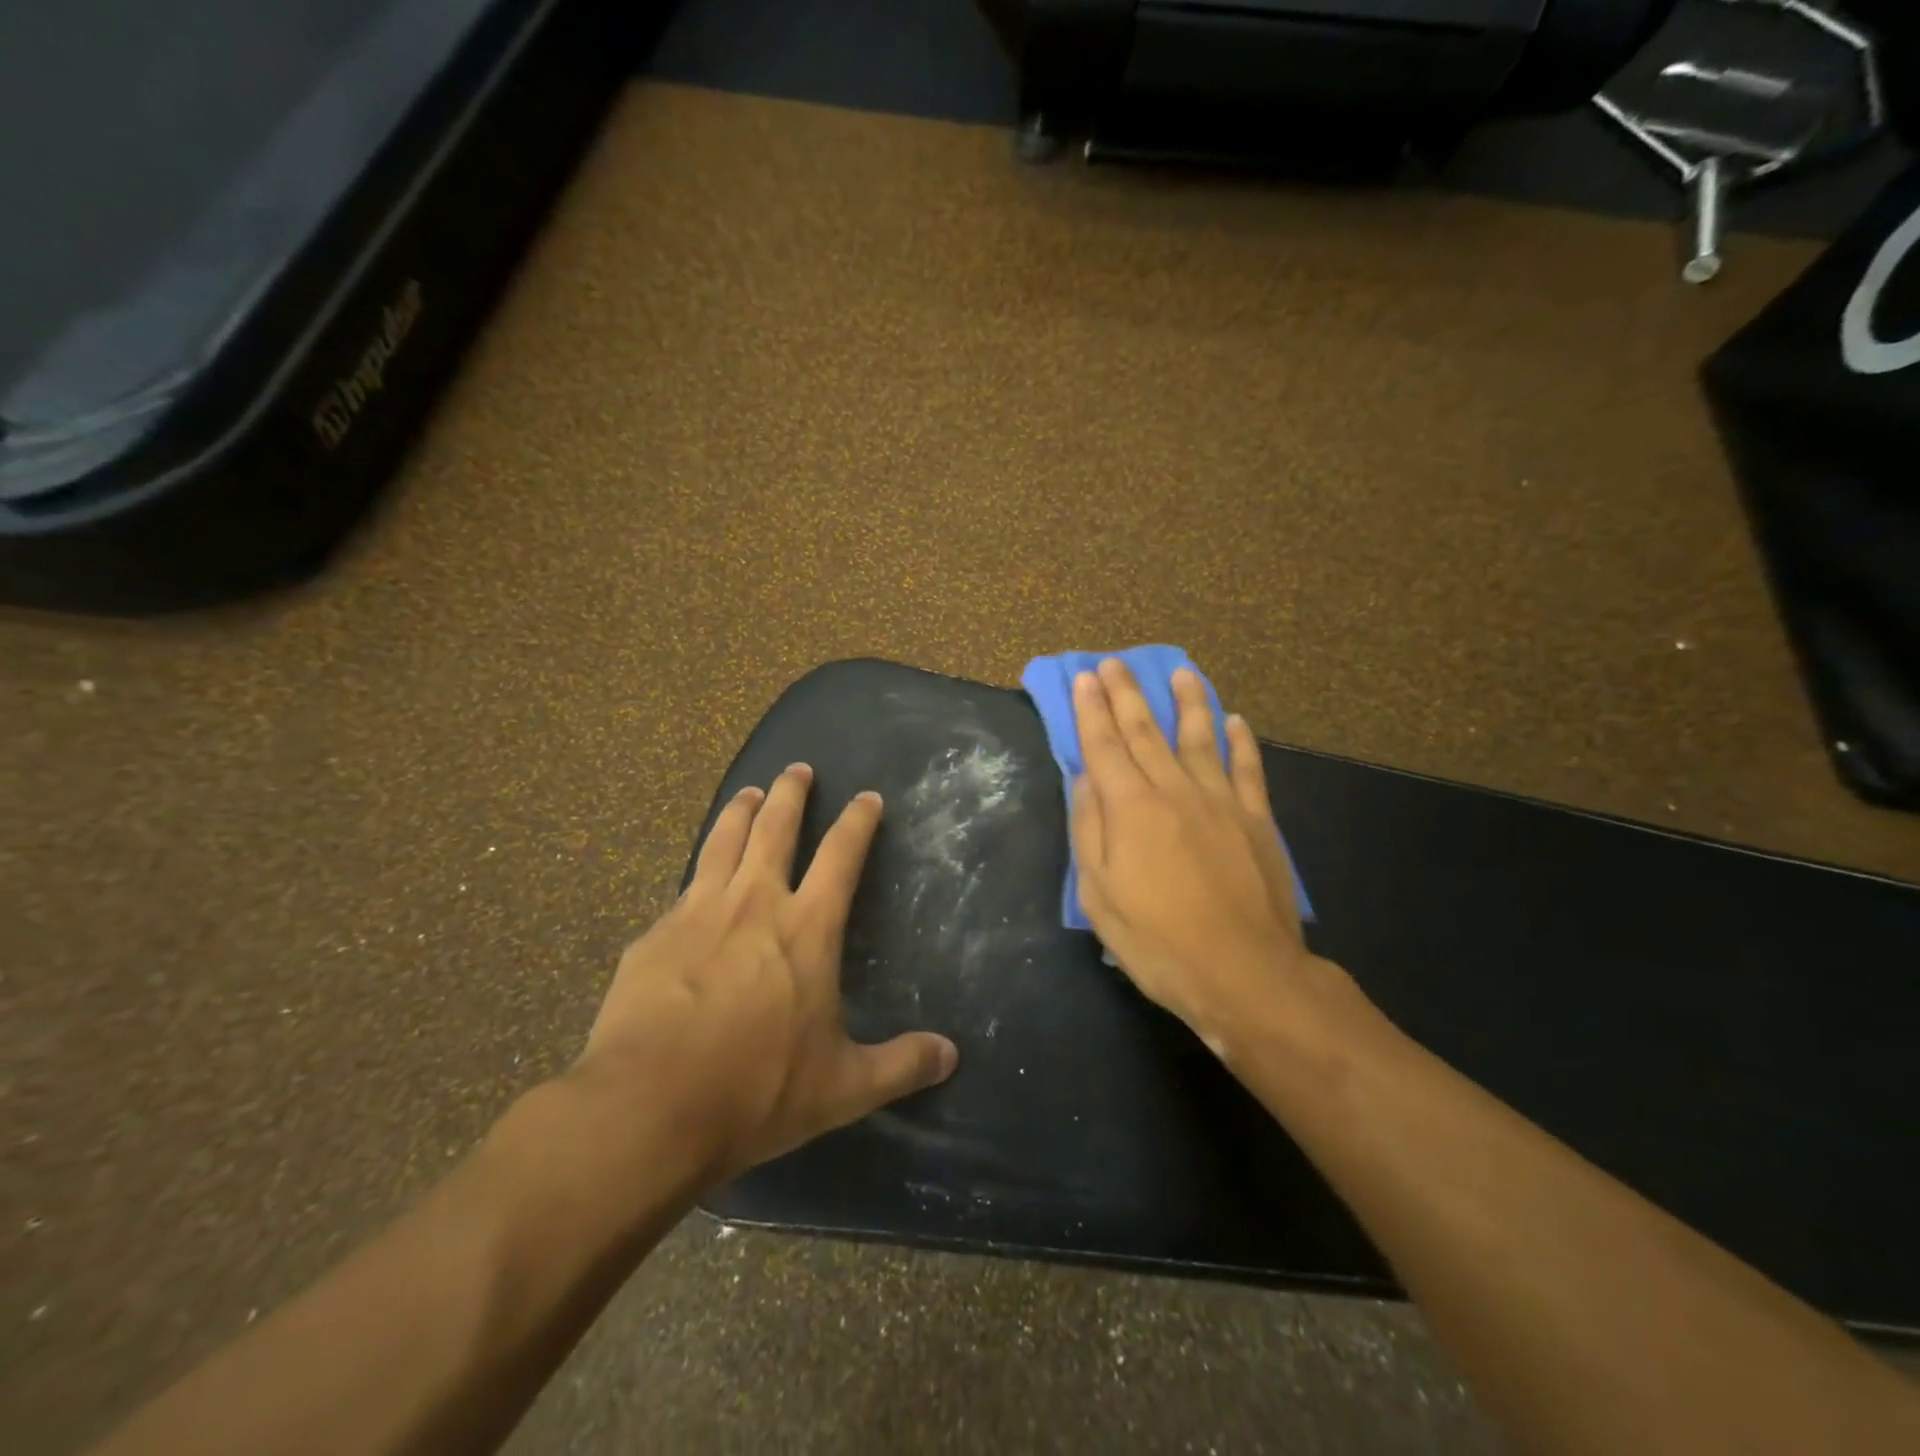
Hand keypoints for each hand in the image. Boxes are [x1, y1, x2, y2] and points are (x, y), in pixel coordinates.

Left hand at [569, 764, 958, 1185]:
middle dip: (791, 793)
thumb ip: (900, 1065)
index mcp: (806, 928)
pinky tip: (696, 878)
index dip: (858, 822)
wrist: (648, 1107)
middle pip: (776, 827)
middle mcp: (755, 903)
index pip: (841, 855)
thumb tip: (951, 1055)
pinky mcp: (654, 934)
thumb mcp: (842, 1087)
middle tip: (798, 768)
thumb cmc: (756, 1090)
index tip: (867, 797)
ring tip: (750, 792)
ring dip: (741, 811)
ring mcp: (698, 912)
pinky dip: (700, 868)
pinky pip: (684, 887)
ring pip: (724, 841)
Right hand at [1070, 659, 1359, 1057]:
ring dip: (1188, 702)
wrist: (1245, 974)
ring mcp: (1220, 802)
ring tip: (1181, 672)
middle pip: (1145, 731)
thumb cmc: (1158, 941)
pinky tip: (1235, 721)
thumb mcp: (1099, 896)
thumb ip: (1089, 831)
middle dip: (1127, 694)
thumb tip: (1085, 780)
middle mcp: (1174, 791)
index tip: (1084, 678)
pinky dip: (1240, 742)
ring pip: (1199, 738)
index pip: (1104, 746)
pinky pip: (1247, 770)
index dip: (1091, 710)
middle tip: (1115, 662)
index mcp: (1131, 809)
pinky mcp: (1255, 820)